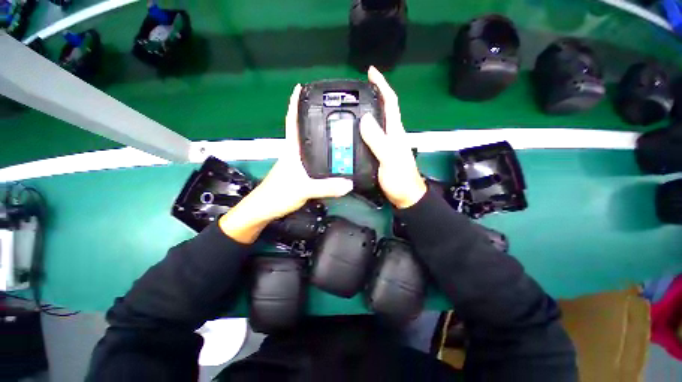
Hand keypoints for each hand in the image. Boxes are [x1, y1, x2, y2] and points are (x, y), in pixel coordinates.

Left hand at [220, 85, 353, 243]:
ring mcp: (296, 163)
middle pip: (303, 130)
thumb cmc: (277, 195)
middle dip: (313, 116)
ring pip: (309, 143)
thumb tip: (350, 183)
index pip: (292, 121)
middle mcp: (294, 152)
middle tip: (331, 108)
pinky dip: (321, 151)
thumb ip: (326, 187)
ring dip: (318, 133)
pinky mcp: (299, 173)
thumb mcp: (303, 189)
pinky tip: (331, 154)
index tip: (302, 87)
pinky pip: (312, 156)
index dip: (295, 103)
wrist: (264, 210)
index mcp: (292, 149)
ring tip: (336, 127)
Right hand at [360, 66, 426, 208]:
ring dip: (366, 111)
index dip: (382, 85)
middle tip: (354, 90)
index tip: (370, 72)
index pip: (390, 102)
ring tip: (350, 107)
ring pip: (376, 122)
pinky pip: (370, 135)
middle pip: (383, 109)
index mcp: (395, 131)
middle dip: (372, 95)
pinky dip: (362, 128)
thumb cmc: (399, 179)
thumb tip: (365, 118)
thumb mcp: (389, 159)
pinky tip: (352, 130)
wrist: (404, 196)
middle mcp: (391, 134)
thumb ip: (378, 140)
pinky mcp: (380, 152)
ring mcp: (386, 143)